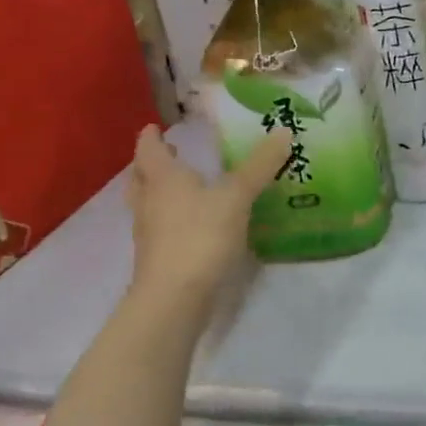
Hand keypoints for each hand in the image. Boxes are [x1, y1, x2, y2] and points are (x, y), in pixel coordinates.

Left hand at [125, 123, 290, 297]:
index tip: (155, 127)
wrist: (174, 298)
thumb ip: (259, 166)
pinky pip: (159, 230)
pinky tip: (191, 224)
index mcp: (163, 179)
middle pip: (140, 178)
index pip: (148, 150)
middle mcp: (149, 203)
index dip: (151, 137)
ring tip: (178, 188)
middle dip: (151, 165)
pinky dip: (169, 220)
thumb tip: (284, 131)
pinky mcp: (157, 260)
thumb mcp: (237, 197)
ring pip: (146, 205)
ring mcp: (149, 234)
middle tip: (166, 154)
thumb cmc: (200, 236)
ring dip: (157, 193)